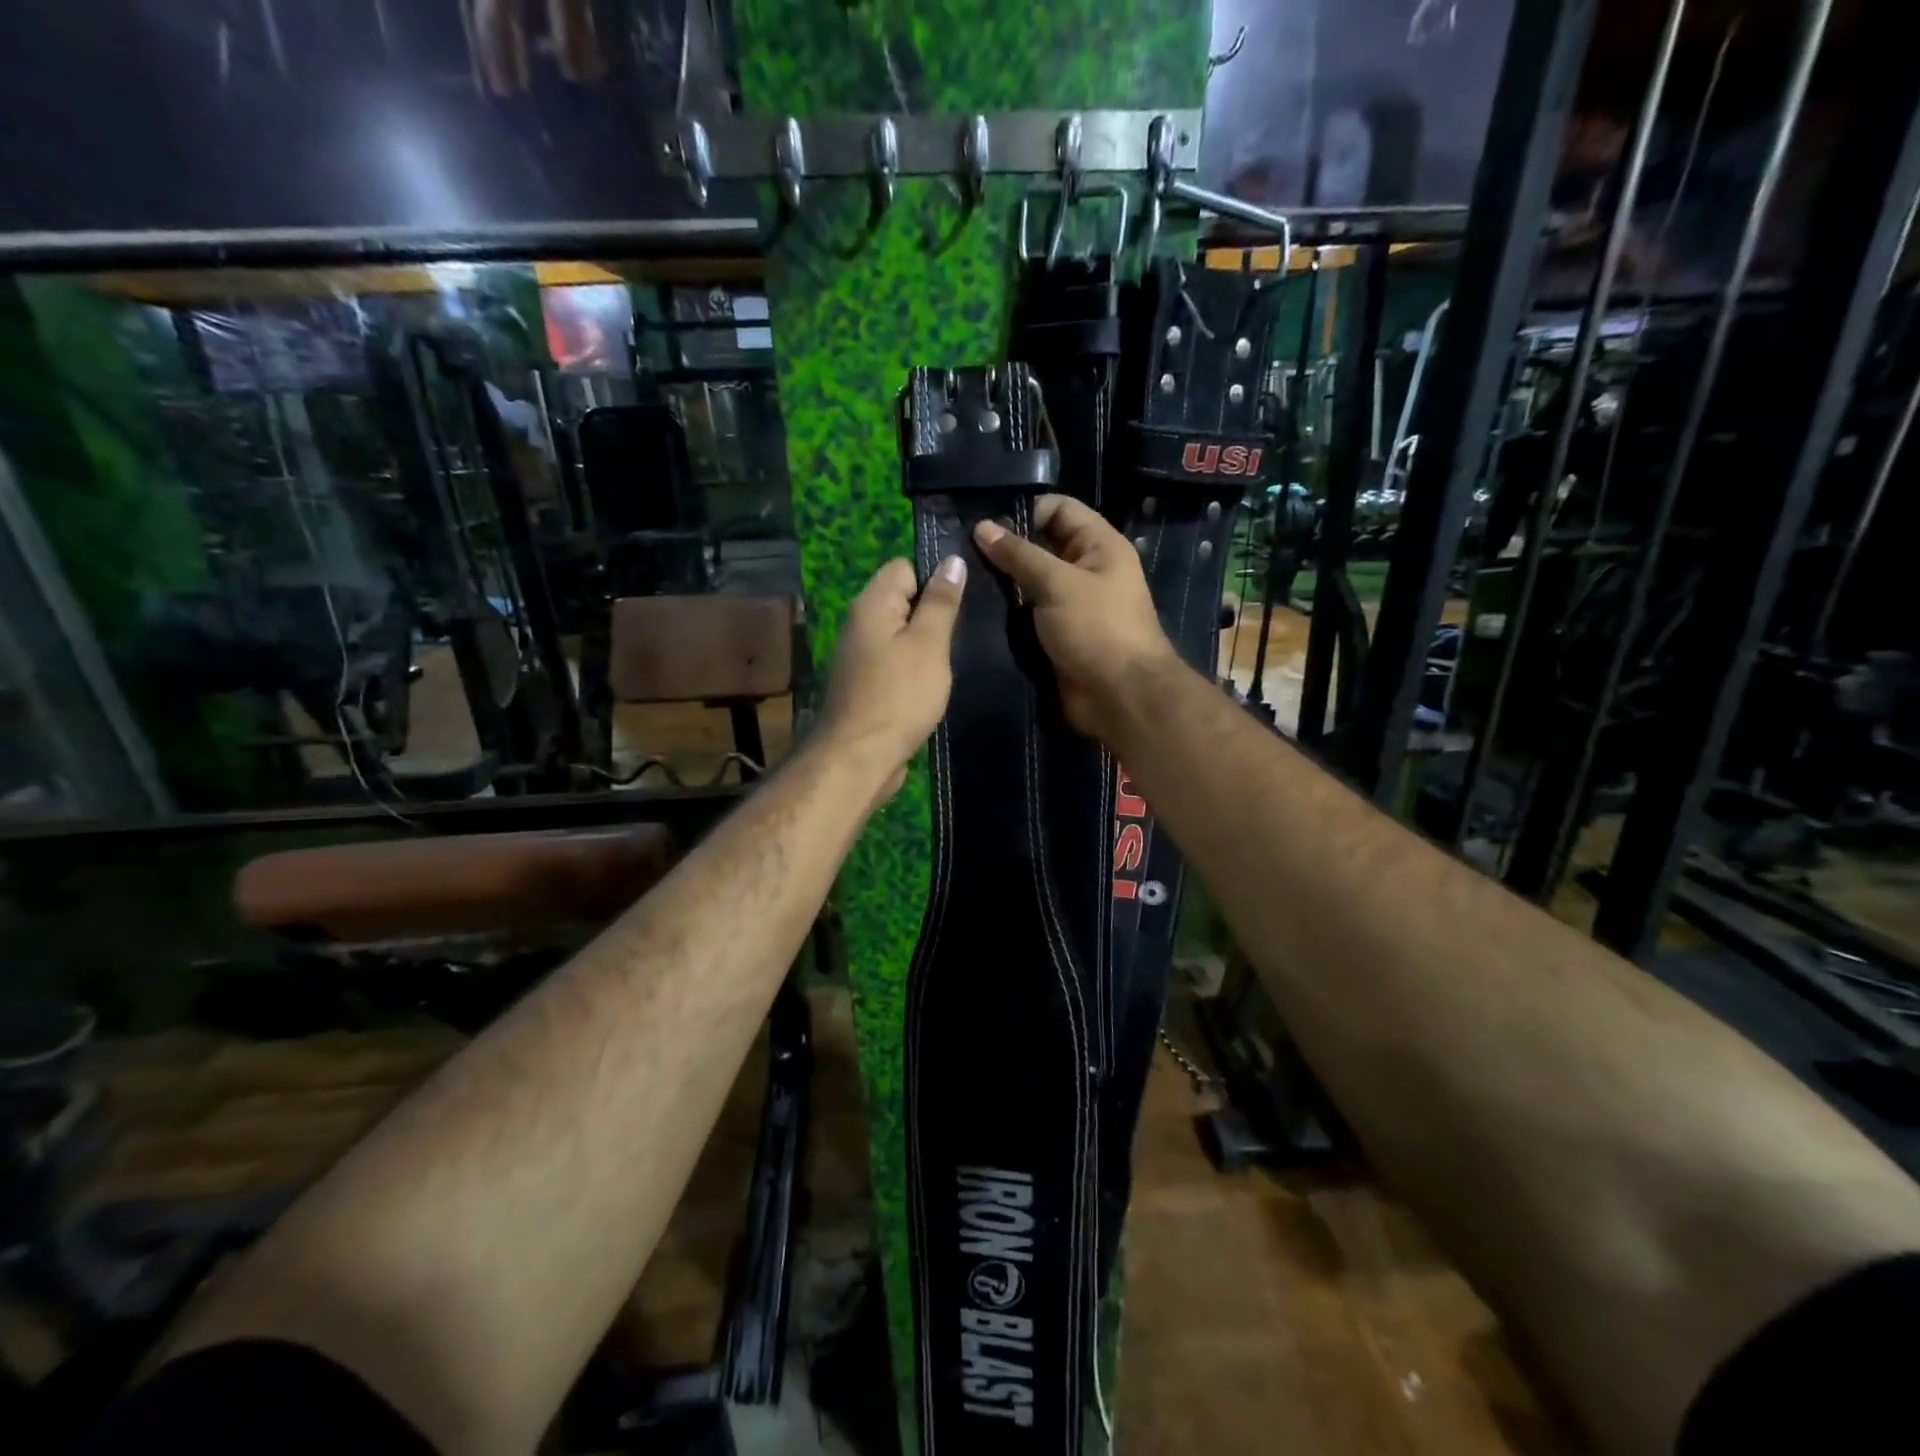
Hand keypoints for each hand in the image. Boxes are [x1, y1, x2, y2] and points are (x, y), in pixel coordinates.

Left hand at [817, 555, 967, 797]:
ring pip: (900, 634)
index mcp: (872, 604)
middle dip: (933, 612)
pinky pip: (895, 662)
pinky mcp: (866, 684)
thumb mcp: (929, 644)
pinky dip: (914, 668)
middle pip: (902, 600)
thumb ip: (941, 602)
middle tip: (965, 630)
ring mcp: (860, 656)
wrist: (860, 757)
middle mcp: (860, 623)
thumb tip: (952, 560)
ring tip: (954, 658)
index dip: (934, 578)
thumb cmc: (899, 695)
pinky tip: (933, 683)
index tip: (962, 601)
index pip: (904, 567)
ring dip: (926, 644)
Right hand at [973, 495, 1176, 739]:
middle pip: (1041, 546)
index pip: (1059, 509)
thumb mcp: (1058, 583)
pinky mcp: (1058, 634)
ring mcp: (1071, 604)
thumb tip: (982, 527)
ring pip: (1030, 583)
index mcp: (1099, 545)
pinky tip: (975, 609)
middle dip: (1006, 548)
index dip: (1024, 510)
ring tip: (962, 579)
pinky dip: (1007, 612)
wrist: (1120, 696)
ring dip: (1003, 583)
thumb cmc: (1097, 629)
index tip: (983, 522)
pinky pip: (1028, 614)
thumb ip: (1019, 555)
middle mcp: (1086, 570)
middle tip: (962, 551)